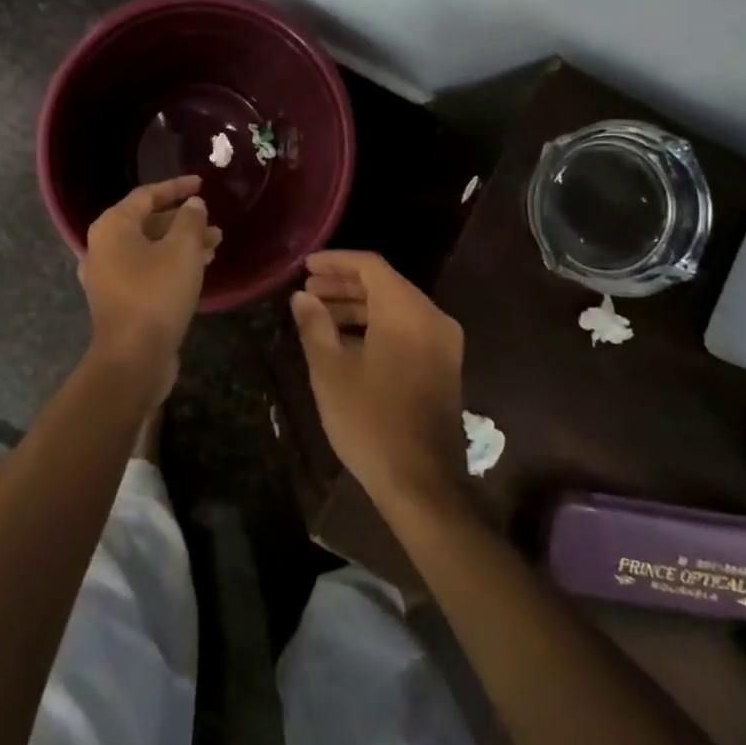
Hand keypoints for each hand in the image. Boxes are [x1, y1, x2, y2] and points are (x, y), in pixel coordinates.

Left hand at [80, 176, 222, 396]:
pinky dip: (171, 264)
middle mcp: (103, 246)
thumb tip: (193, 204)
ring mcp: (108, 275)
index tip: (202, 184)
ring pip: (150, 249)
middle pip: (147, 222)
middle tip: (214, 225)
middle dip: (183, 221)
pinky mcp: (119, 299)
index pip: (147, 195)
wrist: (133, 358)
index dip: (176, 187)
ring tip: (214, 247)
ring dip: (182, 244)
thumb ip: (190, 220)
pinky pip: (147, 270)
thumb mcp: (181, 250)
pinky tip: (198, 270)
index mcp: (112, 226)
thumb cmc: (156, 294)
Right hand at [290, 251, 465, 509]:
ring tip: (320, 315)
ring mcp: (443, 343)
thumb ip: (314, 325)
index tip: (306, 267)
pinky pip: (408, 328)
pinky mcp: (443, 365)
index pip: (370, 266)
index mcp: (407, 312)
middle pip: (385, 284)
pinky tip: (346, 341)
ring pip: (396, 307)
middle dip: (344, 284)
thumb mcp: (330, 371)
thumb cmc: (370, 421)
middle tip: (308, 291)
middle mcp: (432, 318)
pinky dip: (377, 325)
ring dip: (358, 306)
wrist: (421, 483)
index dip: (336, 261)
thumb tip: (302, 297)